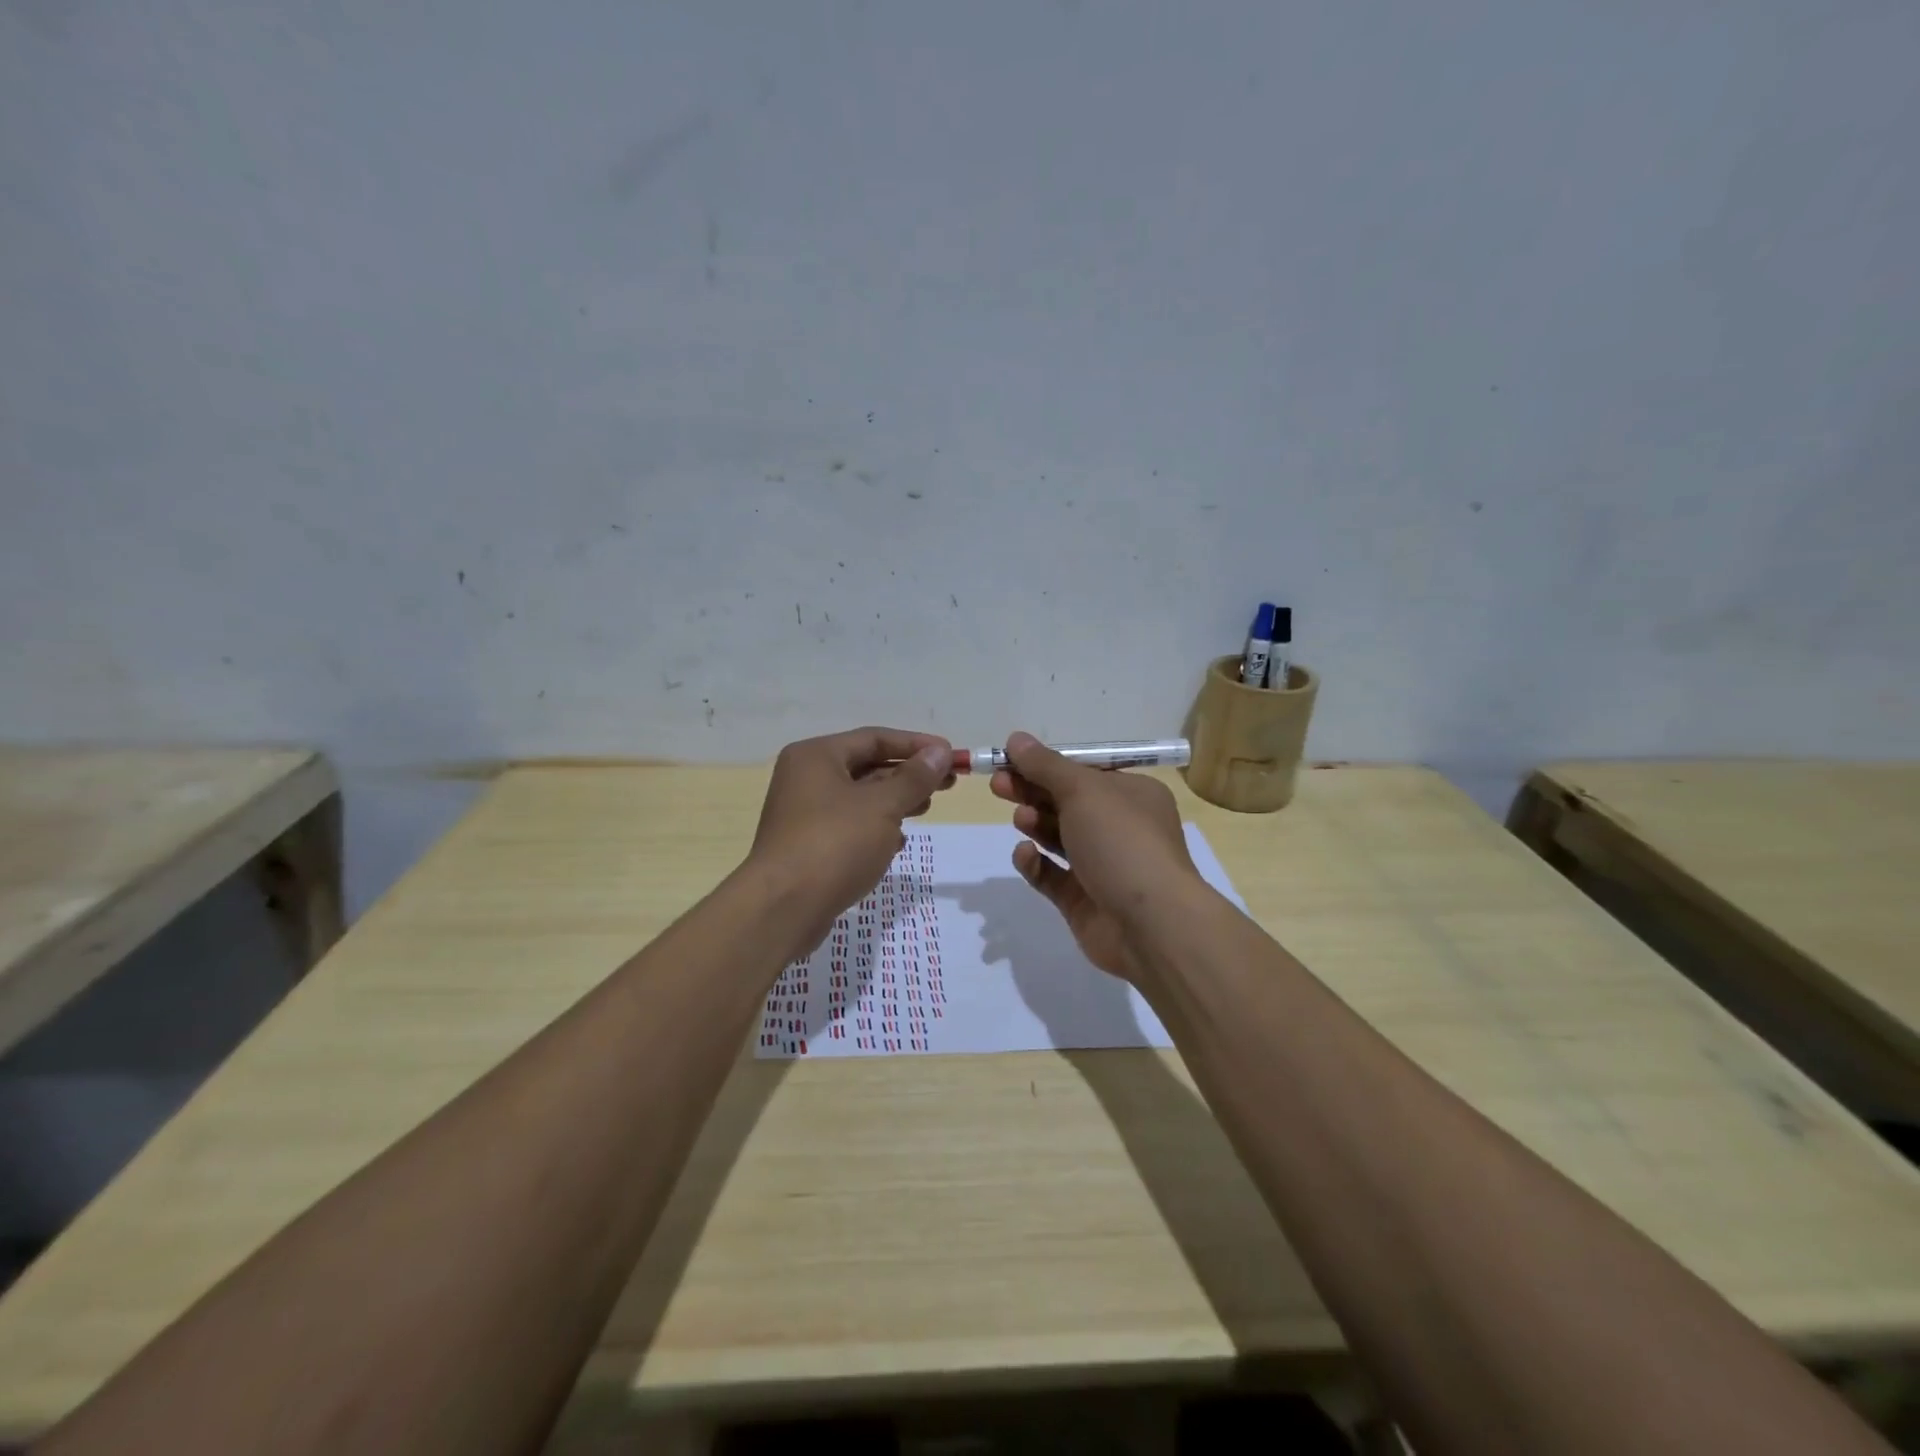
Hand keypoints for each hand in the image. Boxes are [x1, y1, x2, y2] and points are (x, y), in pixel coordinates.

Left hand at [749, 727, 954, 943]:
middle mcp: (806, 778)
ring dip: (895, 801)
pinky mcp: (808, 846)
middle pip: (867, 767)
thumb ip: (914, 778)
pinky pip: (849, 826)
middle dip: (908, 774)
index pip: (874, 738)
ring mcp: (804, 814)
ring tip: (927, 807)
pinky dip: (876, 828)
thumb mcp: (882, 806)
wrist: (783, 909)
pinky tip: (898, 842)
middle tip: (948, 783)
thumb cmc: (835, 844)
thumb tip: (940, 752)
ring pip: (860, 798)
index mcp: (816, 756)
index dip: (916, 745)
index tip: (951, 755)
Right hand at [990, 731, 1203, 982]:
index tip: (1010, 760)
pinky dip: (1035, 863)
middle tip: (999, 785)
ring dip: (1035, 824)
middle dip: (1032, 791)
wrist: (1150, 924)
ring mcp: (1102, 866)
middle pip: (1067, 802)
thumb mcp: (1083, 791)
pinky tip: (1024, 854)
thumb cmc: (1122, 842)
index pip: (1084, 773)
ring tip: (1020, 819)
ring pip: (1058, 838)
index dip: (1046, 765)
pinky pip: (1052, 875)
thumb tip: (1016, 738)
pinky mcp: (1083, 900)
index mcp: (1132, 795)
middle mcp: (1120, 828)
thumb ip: (1046, 766)